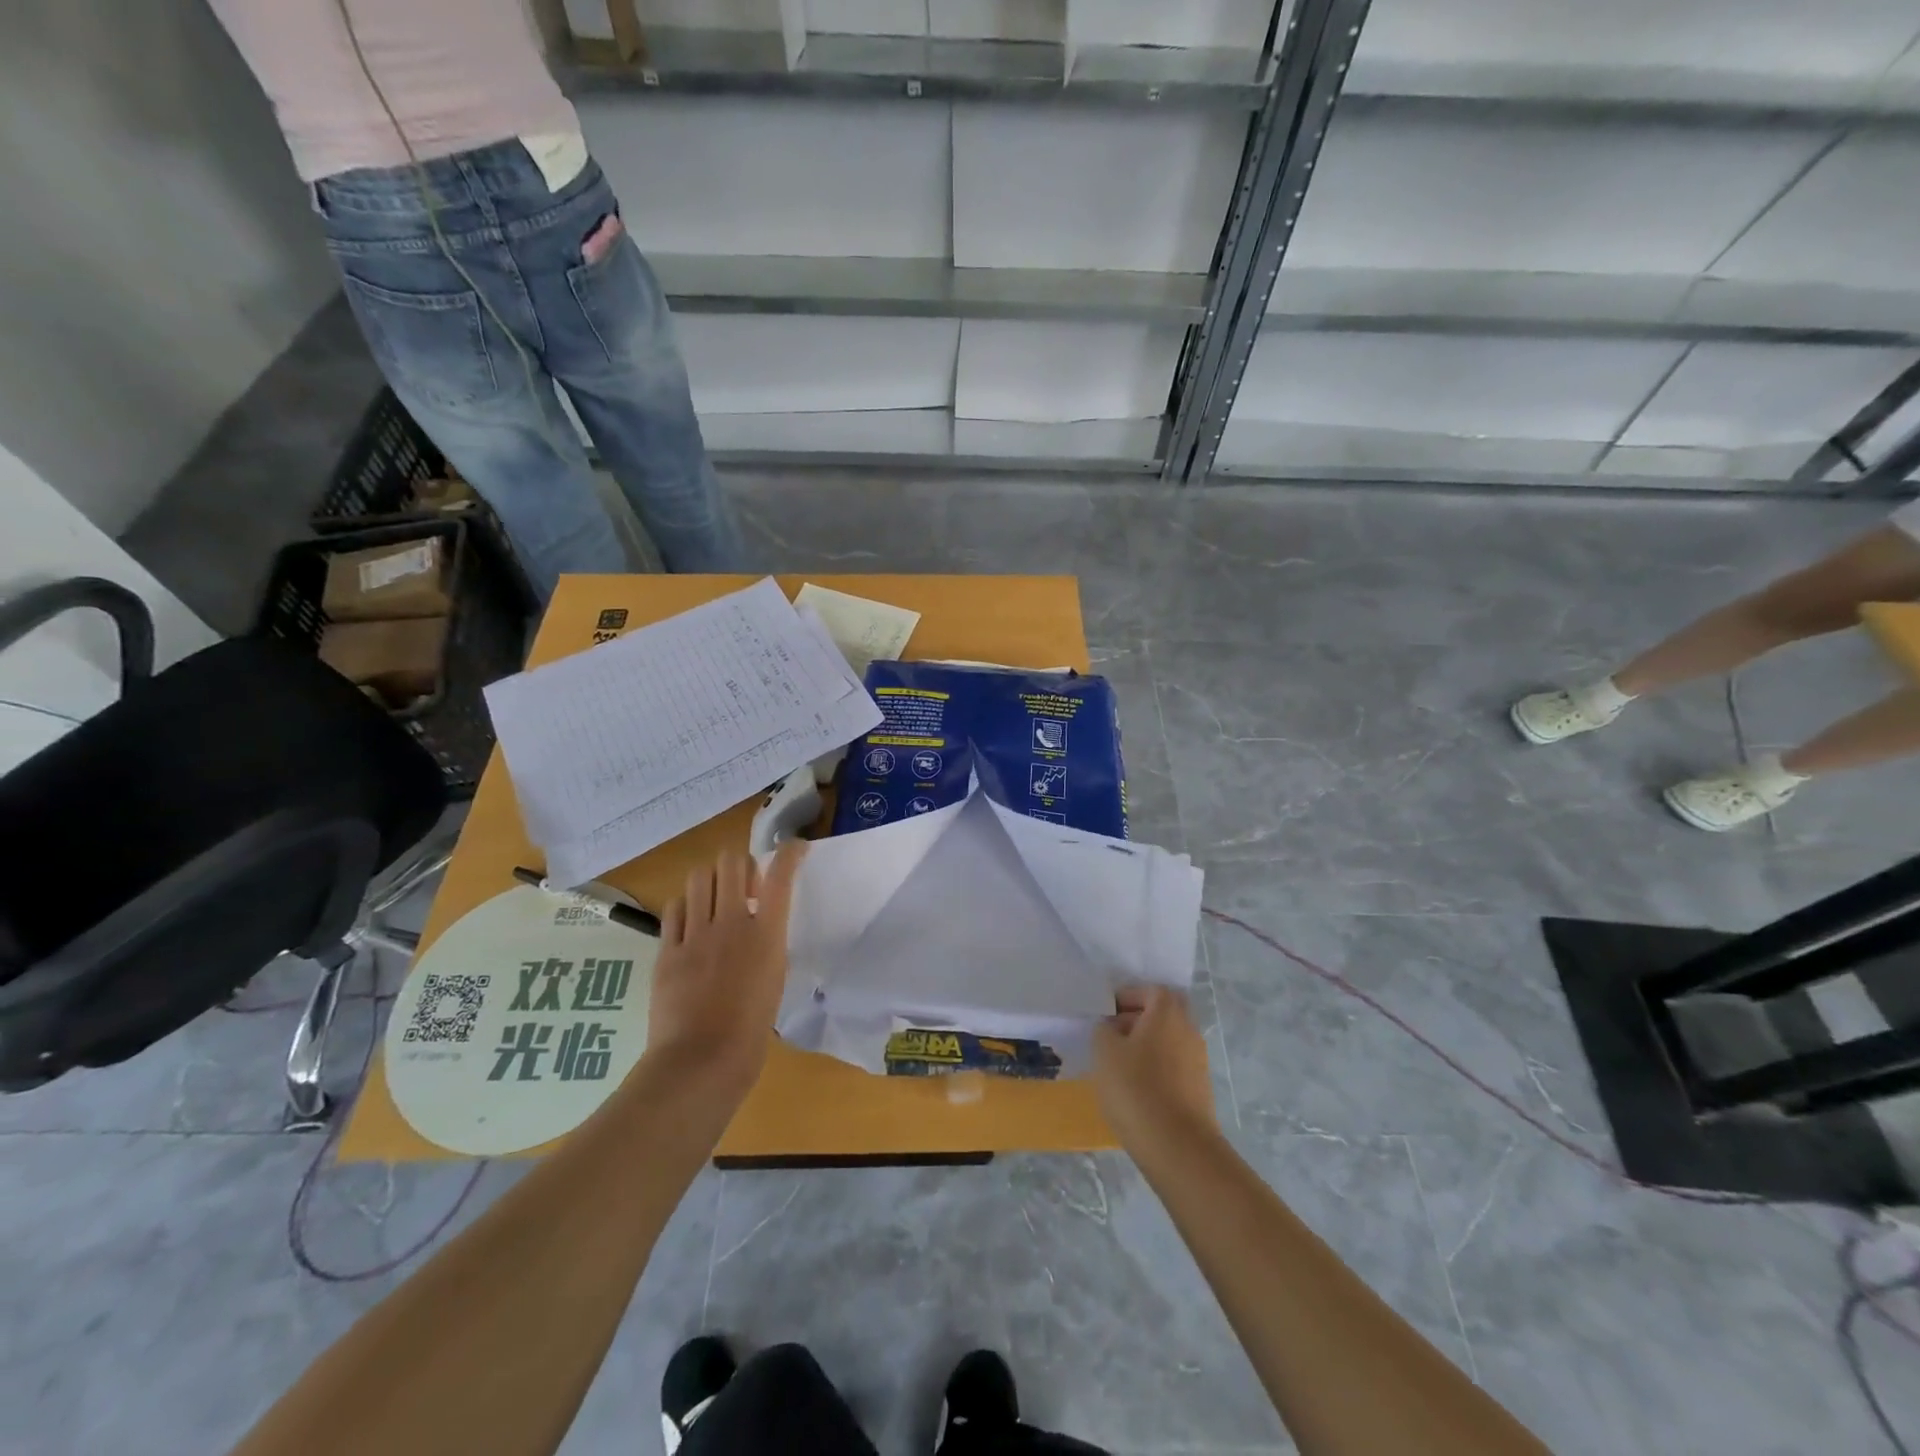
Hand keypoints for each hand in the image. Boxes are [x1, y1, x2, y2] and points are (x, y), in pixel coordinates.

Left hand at [644, 841, 804, 1100]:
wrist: (700, 1062)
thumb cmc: (750, 1031)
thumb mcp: (774, 980)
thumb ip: (768, 945)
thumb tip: (760, 927)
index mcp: (766, 934)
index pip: (780, 875)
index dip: (789, 852)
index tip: (796, 847)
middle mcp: (731, 923)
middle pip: (732, 863)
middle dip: (742, 864)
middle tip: (745, 885)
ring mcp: (695, 934)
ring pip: (698, 877)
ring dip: (711, 879)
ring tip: (715, 899)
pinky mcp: (666, 949)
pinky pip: (674, 908)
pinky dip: (685, 905)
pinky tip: (690, 921)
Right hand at [1091, 986, 1217, 1154]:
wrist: (1178, 1147)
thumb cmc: (1136, 1089)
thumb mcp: (1104, 1051)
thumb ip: (1104, 1029)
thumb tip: (1112, 1027)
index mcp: (1167, 1013)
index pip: (1151, 990)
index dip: (1128, 996)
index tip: (1107, 1013)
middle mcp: (1188, 1030)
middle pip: (1164, 1014)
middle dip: (1138, 1020)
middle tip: (1112, 1036)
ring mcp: (1198, 1060)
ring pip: (1169, 1040)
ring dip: (1147, 1045)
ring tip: (1119, 1066)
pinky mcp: (1200, 1089)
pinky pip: (1175, 1065)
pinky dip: (1157, 1068)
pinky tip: (1137, 1089)